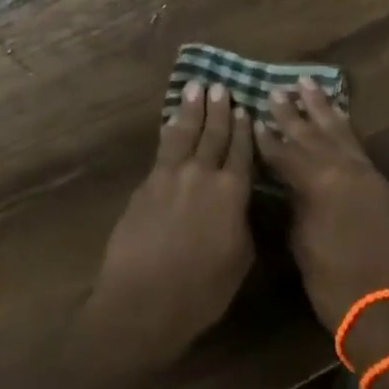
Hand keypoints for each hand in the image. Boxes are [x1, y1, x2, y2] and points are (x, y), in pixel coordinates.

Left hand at [82, 82, 254, 375]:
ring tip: (196, 88)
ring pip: (185, 133)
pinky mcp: (146, 184)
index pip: (242, 152)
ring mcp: (170, 176)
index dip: (244, 130)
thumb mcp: (239, 261)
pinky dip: (170, 132)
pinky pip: (162, 149)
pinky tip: (172, 123)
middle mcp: (203, 174)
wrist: (142, 302)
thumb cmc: (200, 292)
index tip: (246, 109)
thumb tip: (241, 204)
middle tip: (221, 86)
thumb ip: (243, 224)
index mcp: (232, 193)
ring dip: (192, 109)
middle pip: (214, 134)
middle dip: (219, 110)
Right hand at [255, 79, 388, 364]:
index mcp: (318, 183)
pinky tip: (338, 117)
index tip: (253, 117)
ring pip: (339, 132)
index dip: (267, 138)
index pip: (285, 152)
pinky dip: (344, 128)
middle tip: (276, 90)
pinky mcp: (380, 184)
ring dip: (322, 108)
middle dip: (292, 112)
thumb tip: (290, 183)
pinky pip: (357, 146)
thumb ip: (296, 202)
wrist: (385, 309)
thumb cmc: (332, 283)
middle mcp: (343, 168)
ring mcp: (366, 174)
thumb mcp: (302, 240)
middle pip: (312, 133)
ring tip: (308, 84)